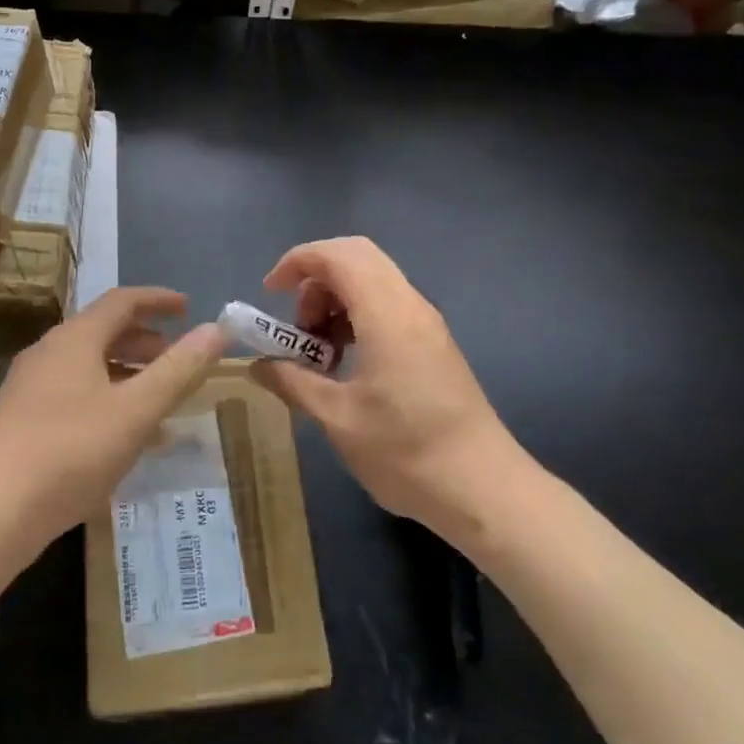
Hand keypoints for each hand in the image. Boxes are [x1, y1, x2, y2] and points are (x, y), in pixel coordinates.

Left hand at [0, 288, 225, 596]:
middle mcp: (49, 353)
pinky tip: (126, 438)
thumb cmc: (68, 453)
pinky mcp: (22, 422)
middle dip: (145, 341)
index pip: (122, 301)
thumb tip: (217, 329)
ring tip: (160, 400)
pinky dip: (108, 401)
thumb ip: (178, 370)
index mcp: (74, 339)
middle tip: (178, 358)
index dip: (158, 300)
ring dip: (128, 374)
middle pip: (104, 332)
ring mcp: (31, 388)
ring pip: (90, 366)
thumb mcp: (134, 412)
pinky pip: (76, 396)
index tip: (188, 308)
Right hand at [251, 237, 527, 547]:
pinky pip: (388, 304)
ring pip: (373, 280)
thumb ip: (293, 382)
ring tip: (318, 351)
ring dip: (336, 300)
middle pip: (357, 257)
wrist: (485, 489)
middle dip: (316, 279)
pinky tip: (347, 362)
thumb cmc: (406, 452)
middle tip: (297, 325)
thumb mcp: (338, 419)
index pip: (338, 254)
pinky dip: (357, 316)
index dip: (298, 261)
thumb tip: (258, 365)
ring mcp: (427, 323)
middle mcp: (410, 305)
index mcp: (387, 313)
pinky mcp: (434, 343)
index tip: (270, 293)